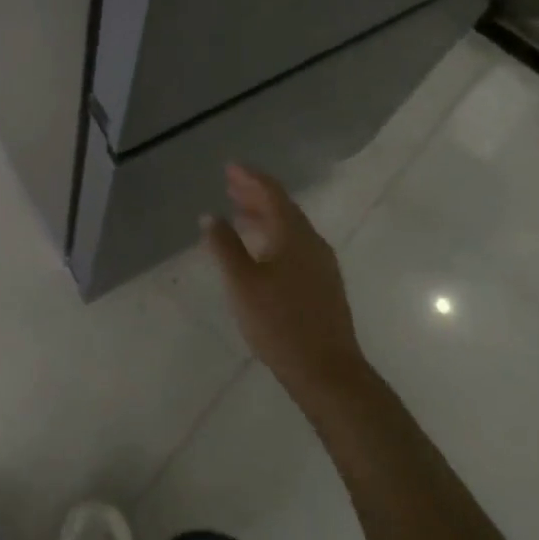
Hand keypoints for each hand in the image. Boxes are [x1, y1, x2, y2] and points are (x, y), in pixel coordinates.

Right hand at [202, 163, 369, 403]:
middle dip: (255, 194)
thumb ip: (224, 246)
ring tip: (239, 212)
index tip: (229, 167)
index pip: (271, 193)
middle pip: (282, 208)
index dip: (249, 178)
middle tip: (230, 184)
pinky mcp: (322, 284)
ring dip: (264, 216)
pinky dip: (273, 236)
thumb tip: (210, 216)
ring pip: (289, 228)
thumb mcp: (242, 283)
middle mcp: (311, 242)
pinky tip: (260, 250)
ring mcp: (321, 264)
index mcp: (293, 235)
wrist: (328, 372)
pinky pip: (294, 245)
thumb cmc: (280, 323)